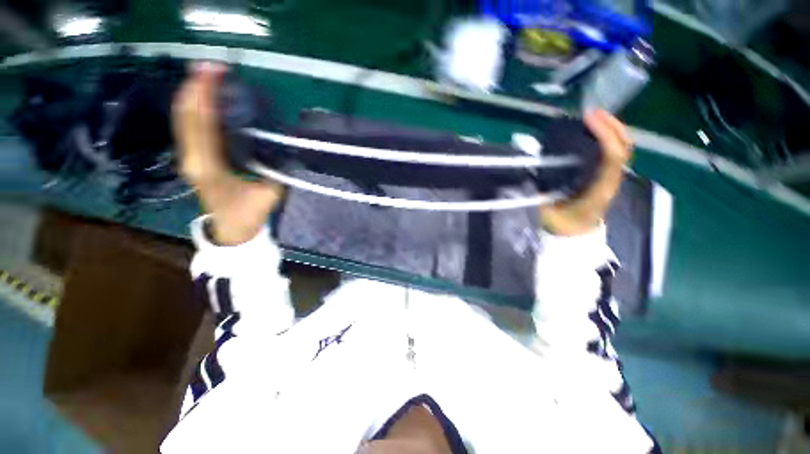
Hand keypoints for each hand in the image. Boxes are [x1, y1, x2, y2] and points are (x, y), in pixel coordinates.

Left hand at [173, 62, 284, 244]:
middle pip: (185, 115)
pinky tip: (204, 96)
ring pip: (182, 119)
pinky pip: (187, 126)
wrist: (231, 230)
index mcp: (209, 167)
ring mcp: (188, 157)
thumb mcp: (271, 193)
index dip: (206, 95)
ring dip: (192, 93)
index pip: (201, 123)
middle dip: (195, 86)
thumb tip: (284, 147)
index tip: (216, 72)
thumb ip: (276, 170)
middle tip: (211, 65)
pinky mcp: (192, 157)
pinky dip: (194, 107)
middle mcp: (192, 158)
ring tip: (206, 74)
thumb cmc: (250, 214)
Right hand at [540, 110, 631, 235]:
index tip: (587, 118)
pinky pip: (612, 152)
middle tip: (590, 113)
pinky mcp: (604, 178)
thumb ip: (536, 196)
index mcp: (598, 191)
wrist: (573, 237)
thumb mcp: (545, 215)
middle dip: (611, 125)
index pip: (611, 156)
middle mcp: (609, 182)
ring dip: (610, 129)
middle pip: (624, 147)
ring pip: (621, 148)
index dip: (603, 134)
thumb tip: (526, 174)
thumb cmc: (559, 227)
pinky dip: (605, 138)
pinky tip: (590, 133)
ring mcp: (609, 179)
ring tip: (591, 118)